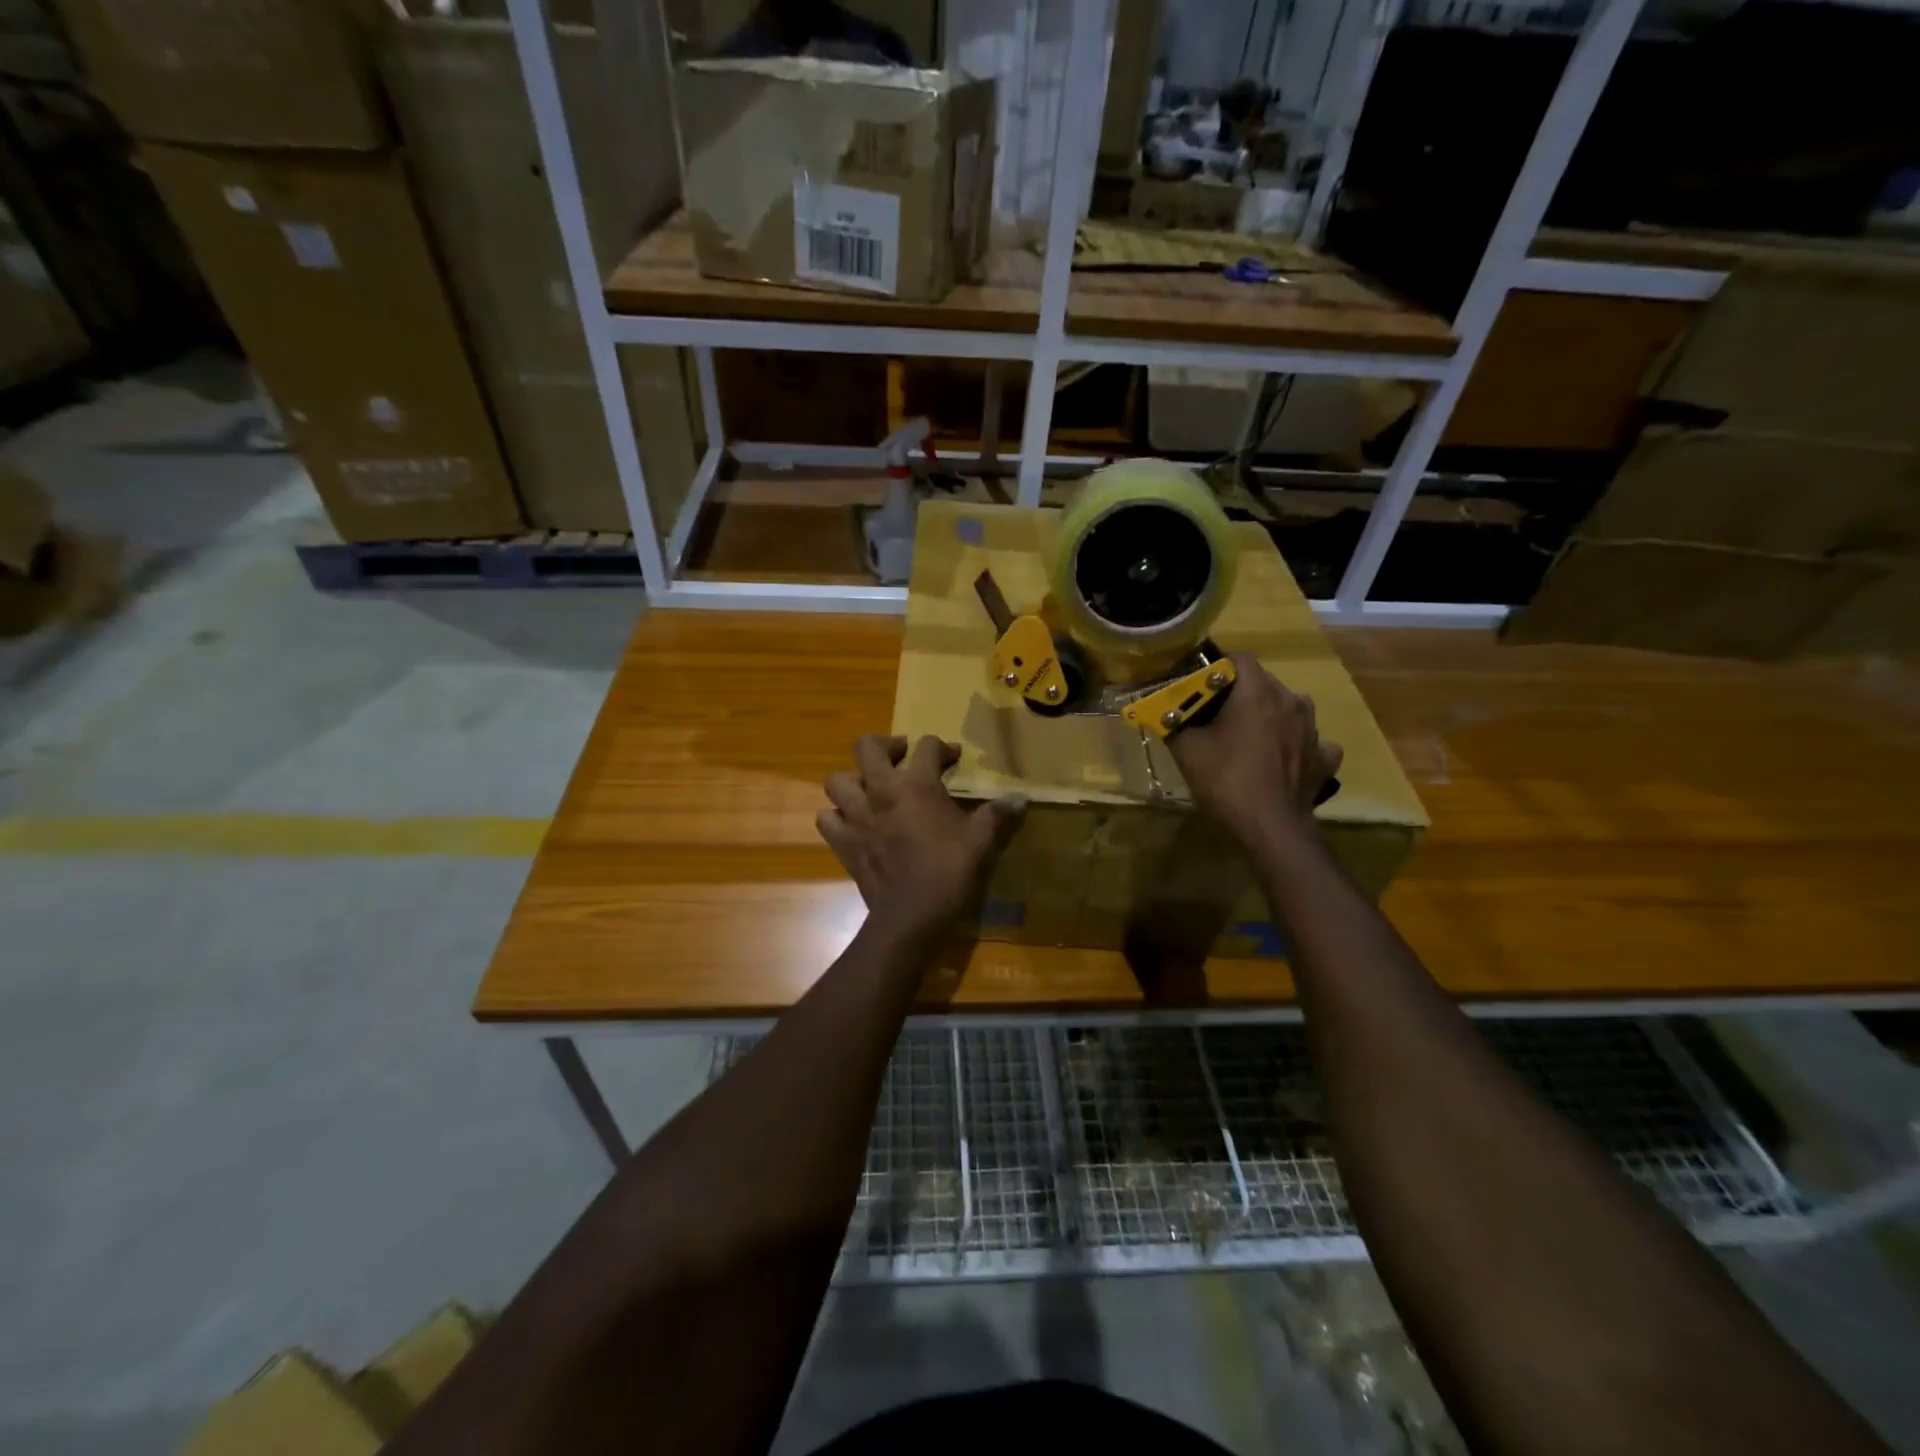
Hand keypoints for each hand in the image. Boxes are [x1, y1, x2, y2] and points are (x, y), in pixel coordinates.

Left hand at [817, 735, 1025, 940]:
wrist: (911, 914)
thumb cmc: (949, 870)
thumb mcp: (980, 840)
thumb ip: (997, 814)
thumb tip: (1020, 798)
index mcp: (916, 784)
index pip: (926, 746)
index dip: (942, 747)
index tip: (953, 757)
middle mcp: (880, 791)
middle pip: (867, 747)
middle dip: (885, 745)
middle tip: (901, 756)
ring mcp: (855, 815)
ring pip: (837, 780)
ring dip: (853, 781)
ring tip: (871, 790)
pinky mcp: (842, 842)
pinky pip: (827, 819)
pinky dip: (836, 817)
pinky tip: (852, 822)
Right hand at [1167, 653, 1343, 854]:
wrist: (1272, 829)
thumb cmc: (1227, 781)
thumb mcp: (1188, 751)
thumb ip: (1175, 724)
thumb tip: (1164, 712)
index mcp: (1258, 693)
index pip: (1239, 658)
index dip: (1216, 668)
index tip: (1199, 688)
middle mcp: (1291, 701)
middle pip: (1262, 682)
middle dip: (1238, 693)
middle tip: (1214, 717)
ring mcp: (1313, 729)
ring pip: (1286, 708)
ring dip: (1267, 716)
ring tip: (1246, 739)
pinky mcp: (1324, 756)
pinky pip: (1308, 740)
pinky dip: (1294, 744)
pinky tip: (1281, 759)